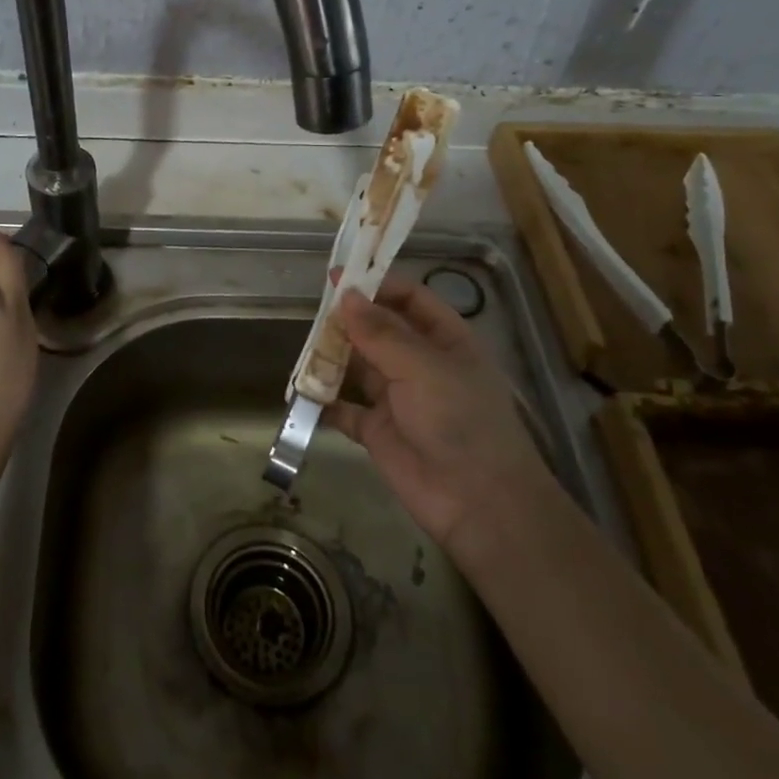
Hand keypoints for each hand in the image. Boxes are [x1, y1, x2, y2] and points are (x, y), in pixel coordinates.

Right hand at [324, 276, 551, 554]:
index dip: (376, 284)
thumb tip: (345, 295)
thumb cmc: (459, 420)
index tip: (339, 276)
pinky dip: (323, 400)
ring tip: (303, 349)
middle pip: (379, 330)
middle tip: (314, 312)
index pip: (410, 299)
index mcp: (445, 341)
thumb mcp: (422, 368)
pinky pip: (344, 408)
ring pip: (357, 366)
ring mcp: (397, 398)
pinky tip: (301, 391)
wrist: (476, 502)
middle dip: (349, 321)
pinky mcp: (377, 430)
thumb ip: (381, 332)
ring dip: (332, 358)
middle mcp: (420, 364)